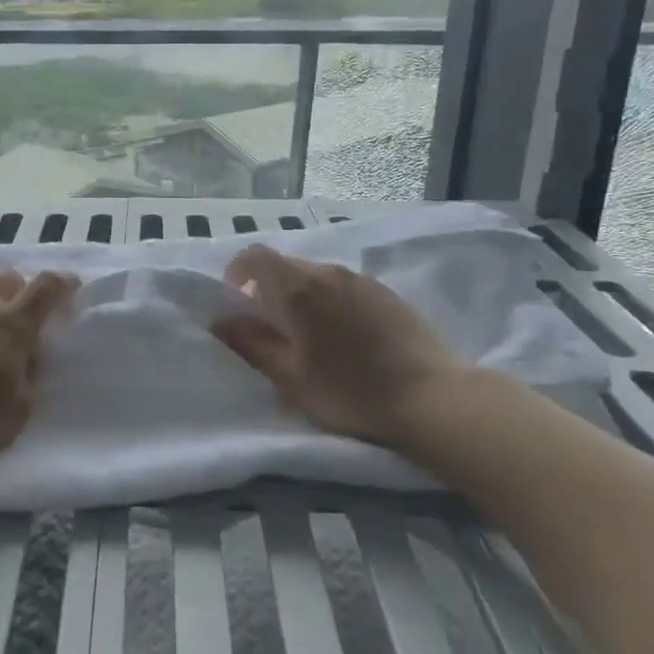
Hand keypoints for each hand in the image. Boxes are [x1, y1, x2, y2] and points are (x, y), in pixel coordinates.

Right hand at [213, 245, 466, 449]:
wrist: (431, 397)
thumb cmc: (350, 390)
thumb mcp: (290, 377)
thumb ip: (252, 344)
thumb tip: (222, 321)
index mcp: (298, 288)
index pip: (256, 256)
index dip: (238, 271)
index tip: (236, 299)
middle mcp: (328, 273)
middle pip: (286, 265)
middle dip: (269, 288)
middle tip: (271, 326)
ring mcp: (361, 279)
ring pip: (317, 275)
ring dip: (301, 295)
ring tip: (308, 334)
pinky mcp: (387, 292)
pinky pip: (344, 285)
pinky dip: (330, 300)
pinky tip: (344, 336)